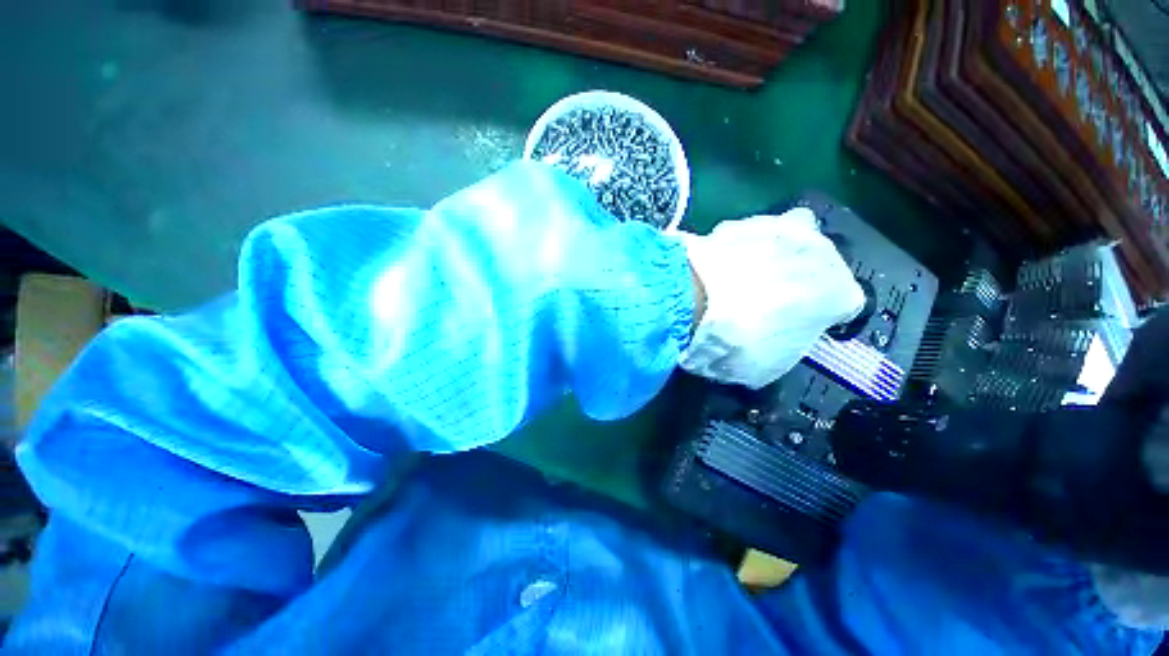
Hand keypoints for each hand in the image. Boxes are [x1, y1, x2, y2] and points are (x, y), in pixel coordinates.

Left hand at [678, 208, 864, 388]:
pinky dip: (734, 250)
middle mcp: (821, 252)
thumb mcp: (767, 367)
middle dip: (798, 279)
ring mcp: (780, 228)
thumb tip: (769, 344)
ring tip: (737, 280)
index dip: (819, 316)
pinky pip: (744, 236)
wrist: (696, 300)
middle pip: (818, 264)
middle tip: (766, 301)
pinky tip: (714, 268)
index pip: (843, 304)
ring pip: (785, 238)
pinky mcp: (739, 221)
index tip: (797, 326)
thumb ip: (782, 348)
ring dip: (769, 256)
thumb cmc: (740, 342)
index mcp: (840, 293)